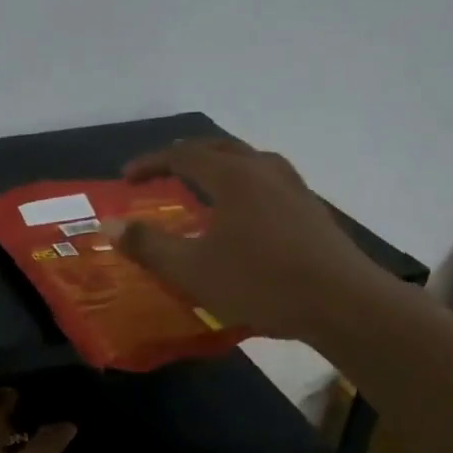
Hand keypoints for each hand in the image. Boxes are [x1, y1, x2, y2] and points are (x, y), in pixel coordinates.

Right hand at [111, 137, 381, 341]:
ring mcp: (294, 188)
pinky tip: (245, 213)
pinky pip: (268, 181)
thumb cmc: (261, 283)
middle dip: (185, 156)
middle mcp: (264, 171)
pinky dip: (243, 184)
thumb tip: (108, 225)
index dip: (151, 163)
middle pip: (219, 148)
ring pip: (249, 161)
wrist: (343, 303)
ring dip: (219, 166)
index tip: (127, 177)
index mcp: (233, 177)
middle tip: (163, 171)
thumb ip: (148, 246)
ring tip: (204, 185)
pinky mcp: (312, 210)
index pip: (183, 156)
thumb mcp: (192, 270)